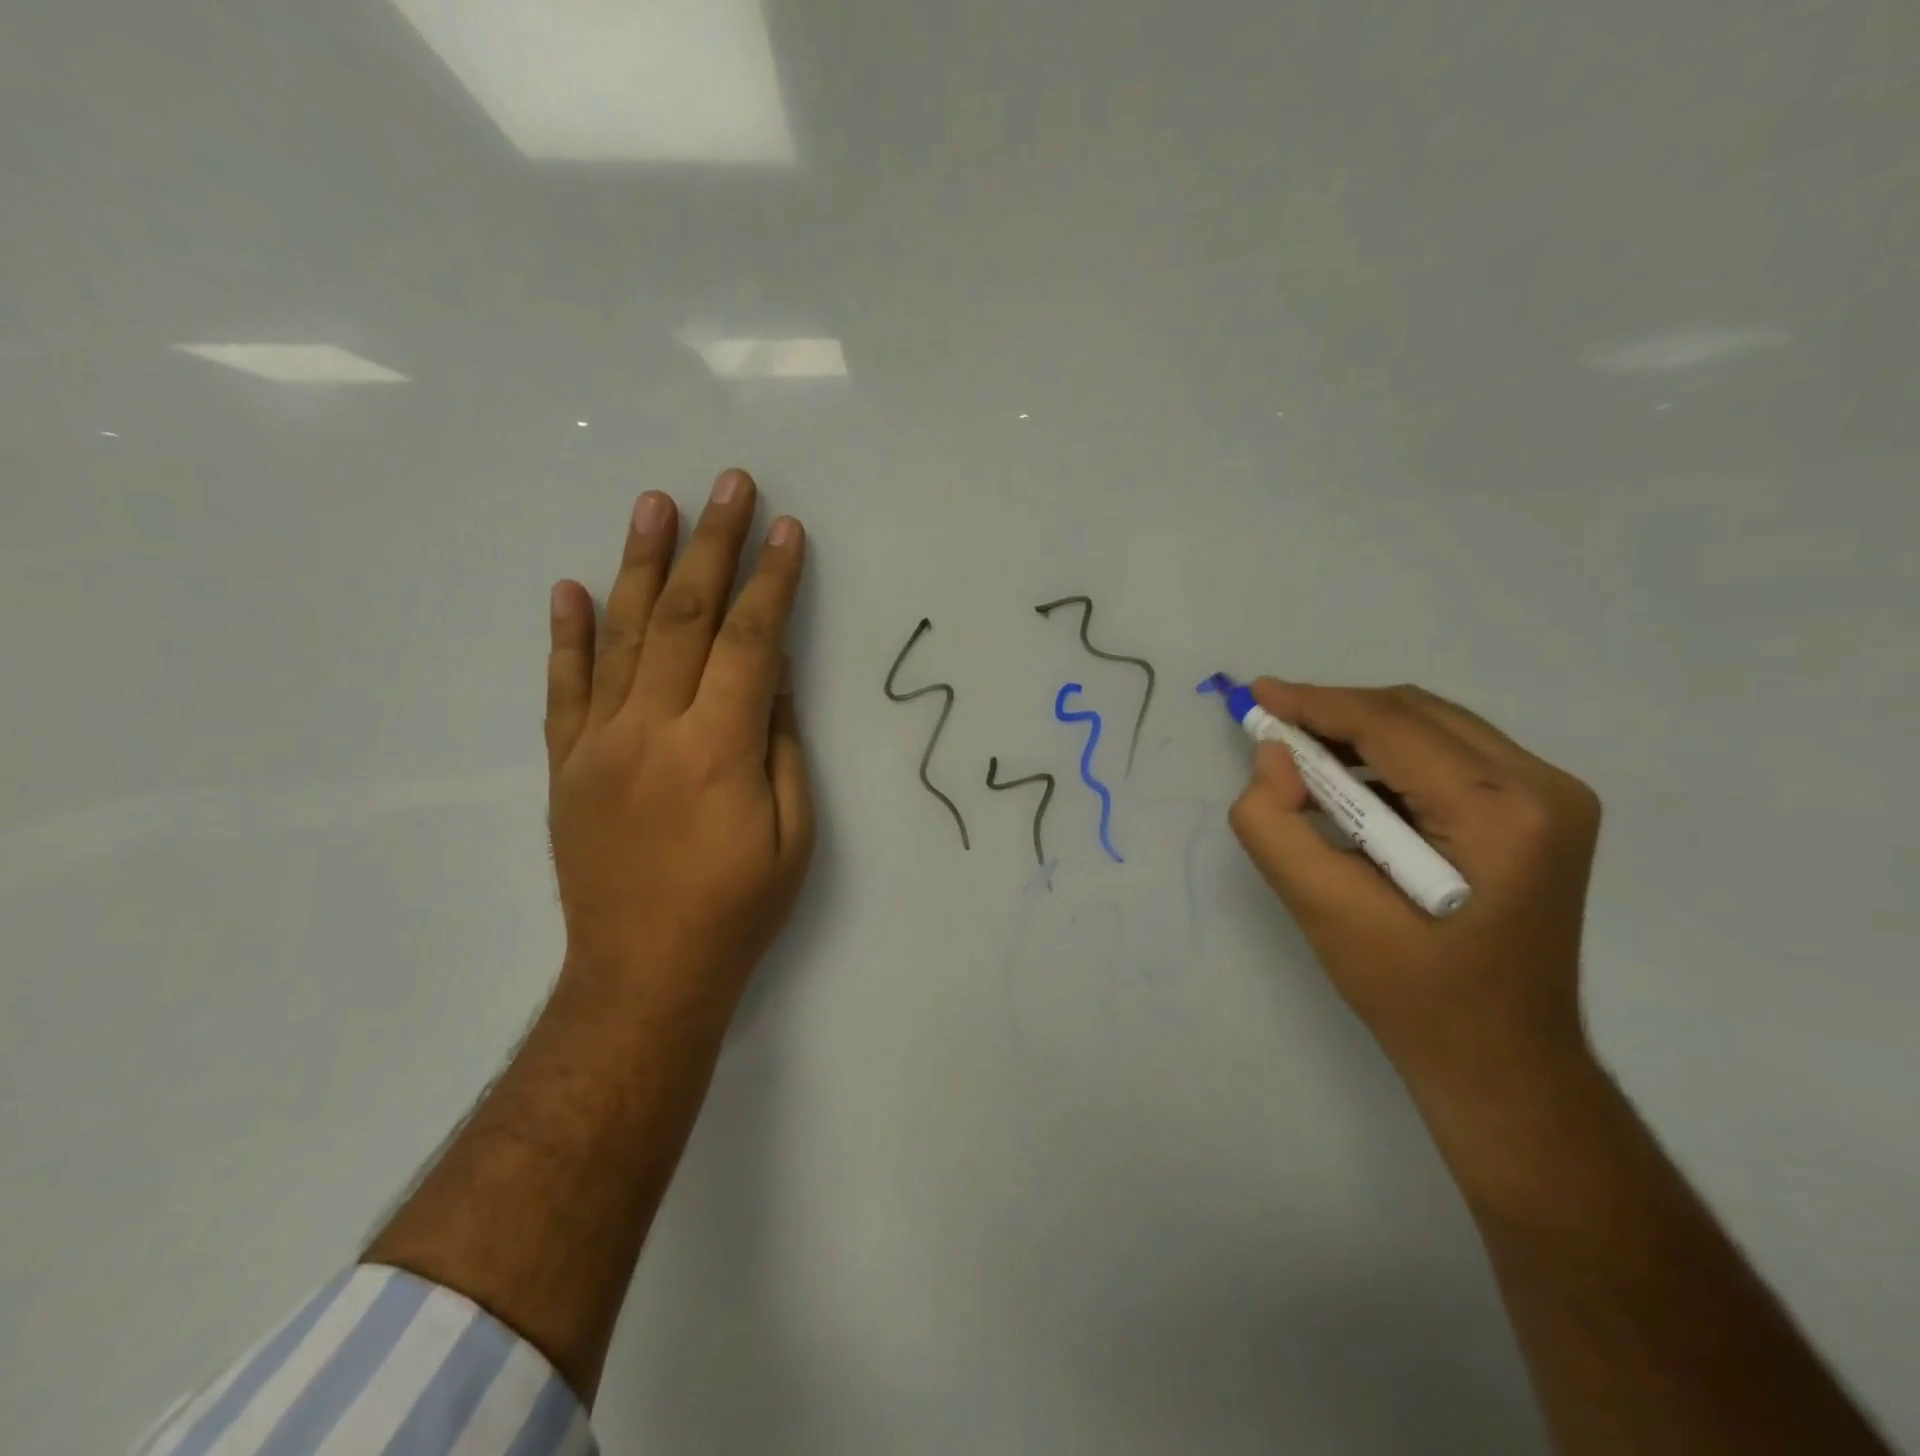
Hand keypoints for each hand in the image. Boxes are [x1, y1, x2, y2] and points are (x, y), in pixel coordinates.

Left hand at [543, 468, 813, 1023]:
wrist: (644, 975)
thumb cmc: (737, 910)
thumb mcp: (792, 834)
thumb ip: (781, 747)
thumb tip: (774, 677)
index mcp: (717, 750)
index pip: (752, 643)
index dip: (773, 583)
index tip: (788, 531)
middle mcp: (652, 731)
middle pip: (687, 618)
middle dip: (713, 545)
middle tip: (729, 485)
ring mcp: (599, 744)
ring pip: (622, 636)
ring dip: (643, 565)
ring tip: (655, 503)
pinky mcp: (567, 765)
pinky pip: (565, 688)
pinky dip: (568, 635)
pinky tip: (571, 587)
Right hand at [1228, 679, 1601, 1081]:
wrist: (1500, 1060)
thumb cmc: (1411, 993)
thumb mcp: (1321, 909)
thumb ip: (1275, 824)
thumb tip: (1272, 757)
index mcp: (1499, 812)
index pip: (1391, 726)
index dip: (1315, 703)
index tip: (1257, 694)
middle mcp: (1543, 788)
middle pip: (1415, 714)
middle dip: (1335, 713)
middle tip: (1272, 728)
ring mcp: (1553, 798)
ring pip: (1433, 727)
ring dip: (1361, 733)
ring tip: (1301, 757)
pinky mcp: (1542, 813)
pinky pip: (1451, 755)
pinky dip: (1390, 757)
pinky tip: (1350, 783)